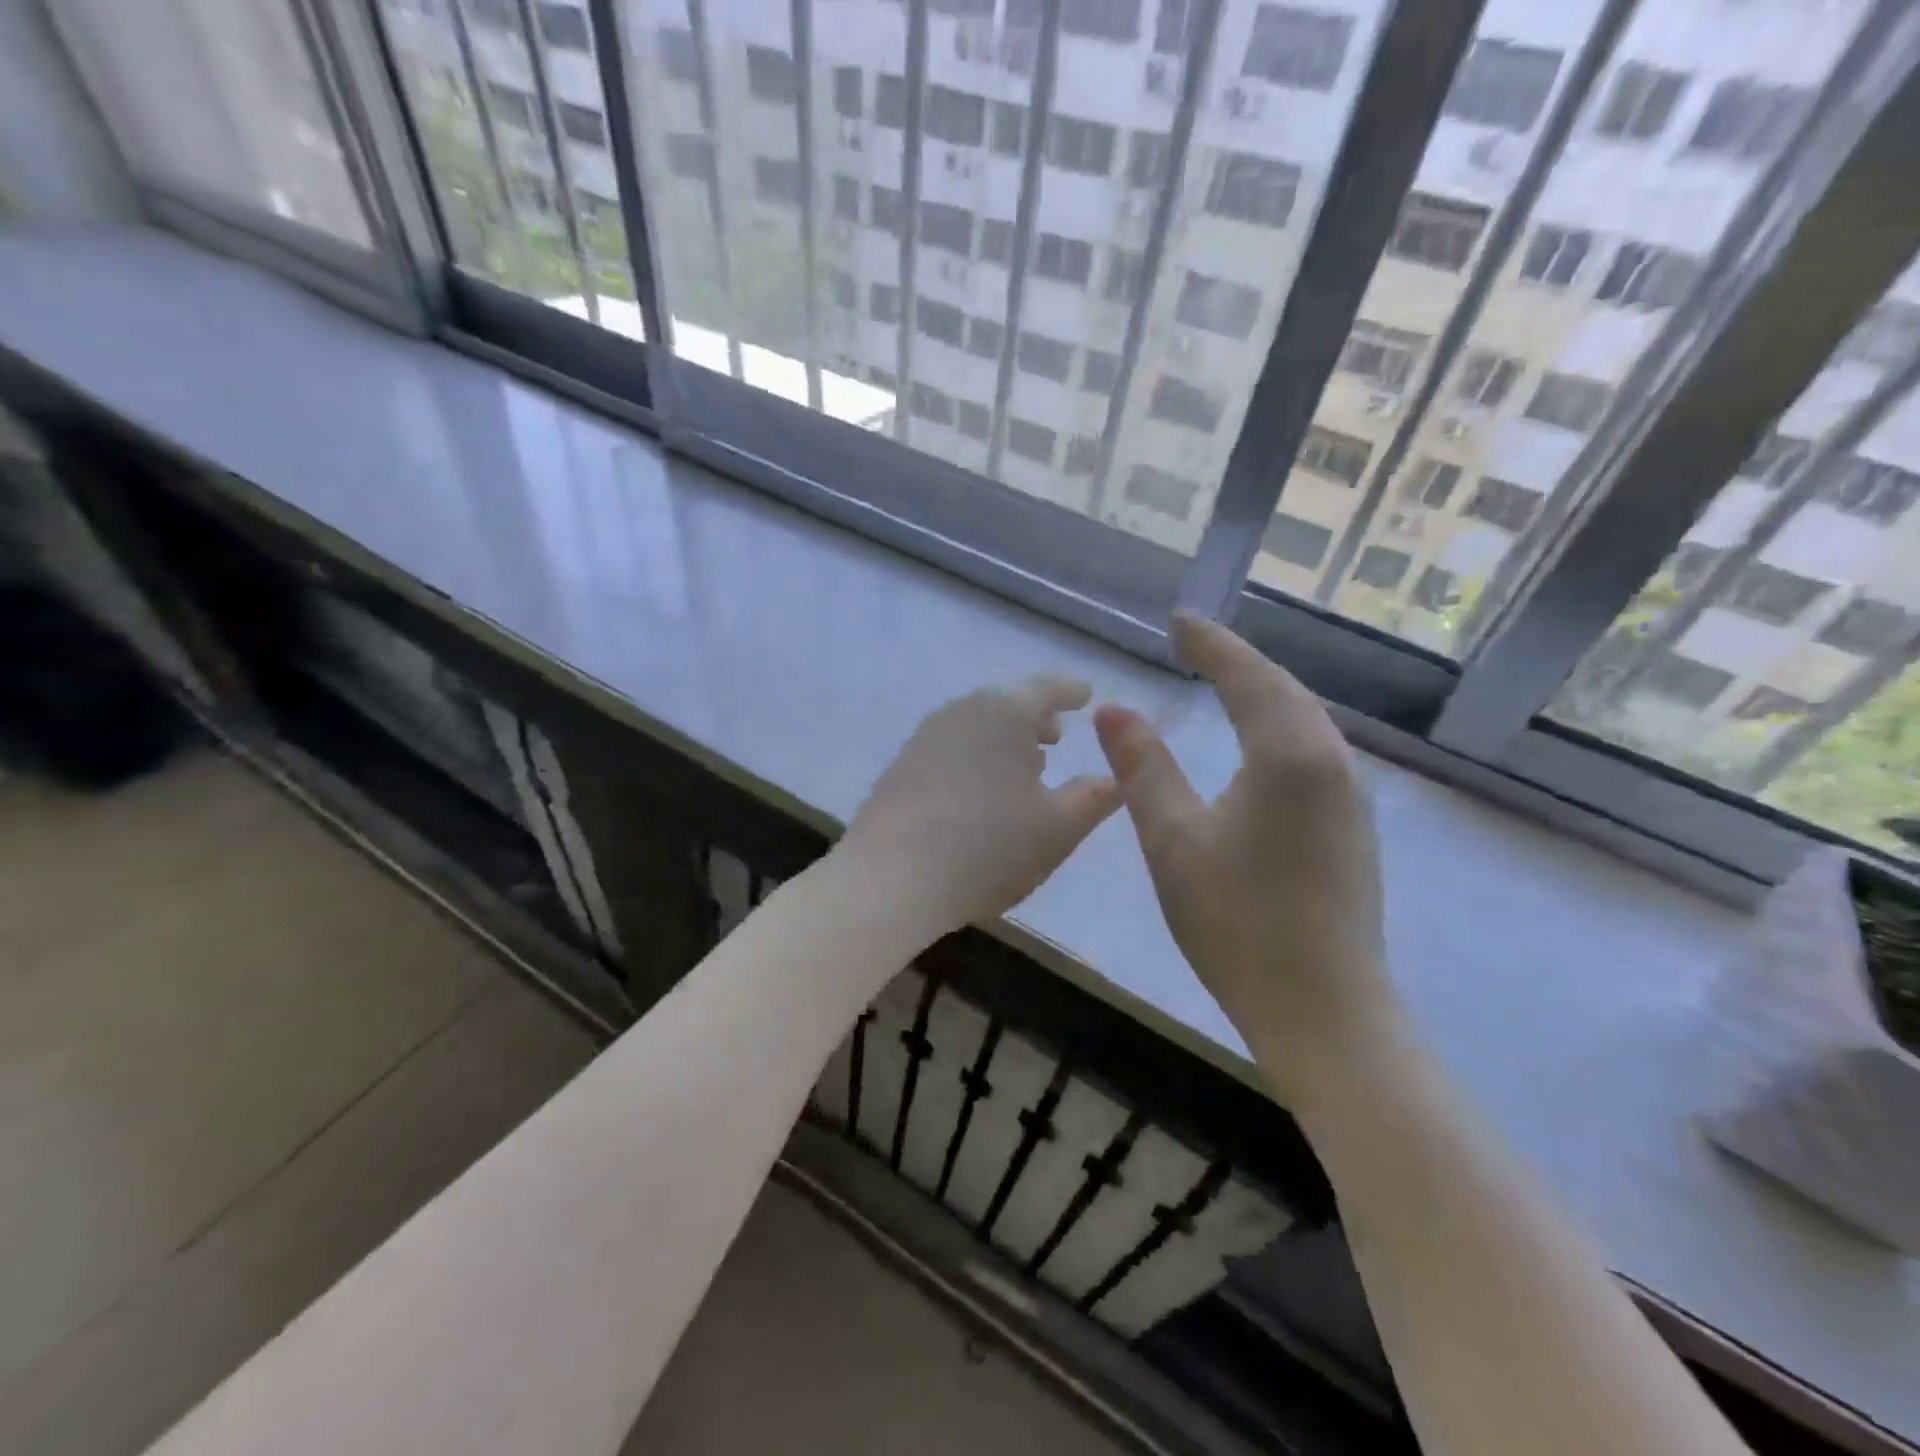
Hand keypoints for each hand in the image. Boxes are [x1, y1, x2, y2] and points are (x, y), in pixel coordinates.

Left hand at [838, 676, 1120, 943]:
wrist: (890, 879)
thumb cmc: (988, 847)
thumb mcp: (1058, 828)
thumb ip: (1093, 797)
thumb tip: (1116, 778)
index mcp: (1005, 712)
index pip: (1047, 688)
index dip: (1071, 691)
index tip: (1086, 695)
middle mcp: (962, 711)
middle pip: (1008, 704)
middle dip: (1036, 718)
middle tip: (1057, 736)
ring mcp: (925, 738)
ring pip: (977, 726)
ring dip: (1005, 740)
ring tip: (1024, 766)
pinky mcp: (901, 768)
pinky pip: (952, 748)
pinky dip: (976, 757)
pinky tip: (980, 792)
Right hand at [1093, 615, 1399, 1111]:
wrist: (1323, 1010)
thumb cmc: (1237, 921)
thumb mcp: (1172, 838)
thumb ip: (1142, 767)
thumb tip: (1114, 710)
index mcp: (1289, 754)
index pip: (1247, 676)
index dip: (1211, 644)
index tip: (1179, 620)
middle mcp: (1332, 761)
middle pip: (1285, 691)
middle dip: (1239, 661)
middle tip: (1195, 643)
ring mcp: (1350, 797)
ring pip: (1305, 722)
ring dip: (1264, 693)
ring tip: (1224, 681)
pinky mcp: (1352, 827)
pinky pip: (1312, 752)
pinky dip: (1279, 728)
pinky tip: (1259, 744)